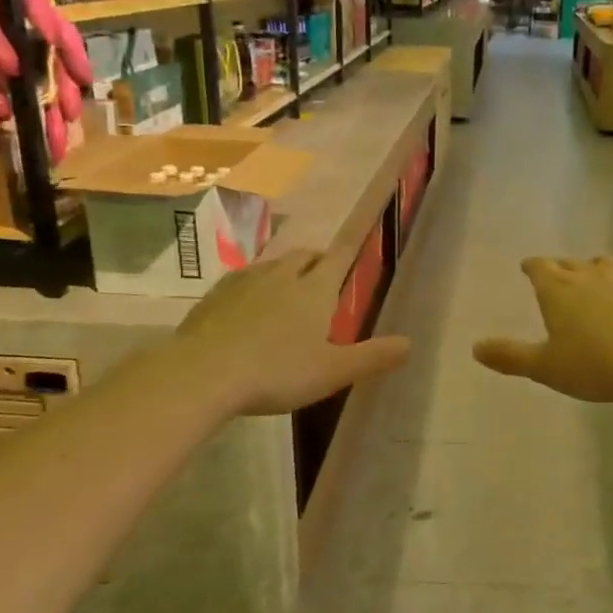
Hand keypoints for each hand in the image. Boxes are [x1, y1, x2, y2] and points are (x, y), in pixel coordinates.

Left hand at [172, 247, 409, 416]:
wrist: (203, 373)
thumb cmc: (277, 372)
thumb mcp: (333, 371)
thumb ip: (372, 357)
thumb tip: (410, 343)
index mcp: (315, 290)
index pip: (339, 258)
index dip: (350, 248)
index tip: (357, 239)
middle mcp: (282, 276)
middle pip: (305, 256)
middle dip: (318, 260)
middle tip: (324, 274)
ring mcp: (245, 282)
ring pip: (273, 265)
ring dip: (286, 270)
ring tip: (289, 287)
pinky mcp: (215, 295)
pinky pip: (242, 279)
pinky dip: (255, 284)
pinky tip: (249, 303)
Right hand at [474, 256, 612, 405]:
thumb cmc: (594, 366)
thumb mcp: (545, 368)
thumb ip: (510, 357)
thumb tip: (475, 348)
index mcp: (557, 291)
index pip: (539, 268)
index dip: (532, 267)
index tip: (528, 267)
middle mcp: (589, 275)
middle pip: (570, 263)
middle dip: (561, 268)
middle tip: (557, 275)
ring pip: (604, 262)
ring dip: (595, 267)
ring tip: (593, 274)